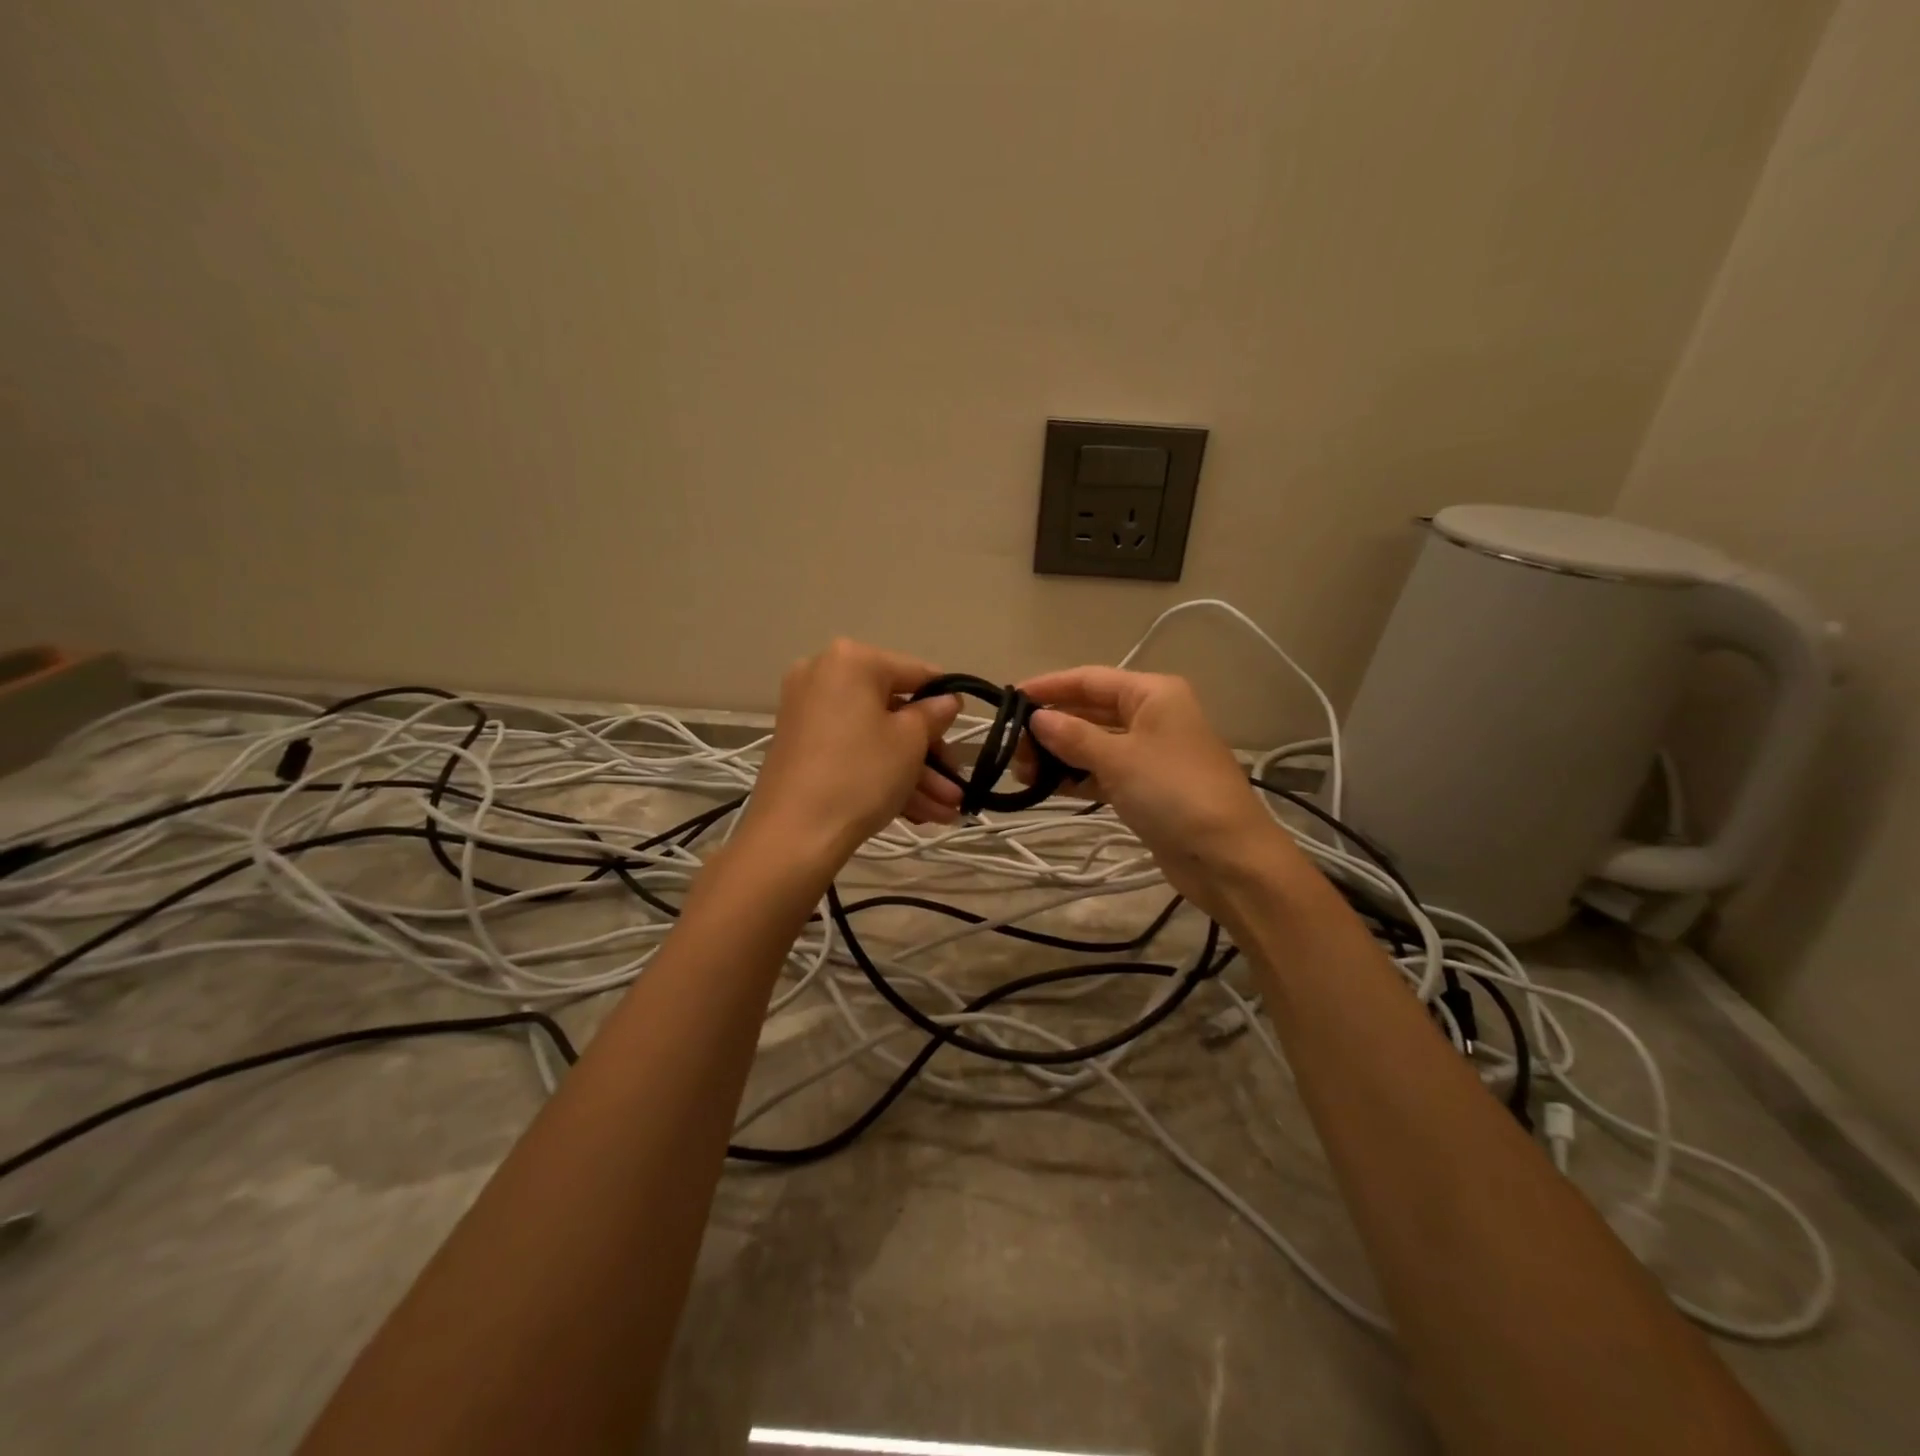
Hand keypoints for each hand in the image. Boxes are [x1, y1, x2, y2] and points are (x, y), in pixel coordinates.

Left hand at [745, 639, 962, 862]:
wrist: (793, 834)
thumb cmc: (860, 773)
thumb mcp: (910, 741)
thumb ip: (934, 714)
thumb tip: (946, 700)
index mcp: (851, 661)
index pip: (915, 672)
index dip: (946, 701)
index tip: (966, 727)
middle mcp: (824, 677)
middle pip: (893, 710)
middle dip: (930, 753)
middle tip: (956, 784)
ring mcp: (808, 714)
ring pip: (875, 738)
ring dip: (915, 774)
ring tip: (948, 812)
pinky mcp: (802, 749)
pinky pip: (854, 752)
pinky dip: (884, 776)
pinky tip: (921, 814)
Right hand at [1018, 666, 1299, 917]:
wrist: (1228, 857)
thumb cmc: (1174, 792)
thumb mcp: (1119, 758)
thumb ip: (1073, 736)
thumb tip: (1037, 718)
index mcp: (1153, 694)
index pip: (1090, 679)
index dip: (1049, 686)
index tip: (1010, 699)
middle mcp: (1152, 716)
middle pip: (1090, 712)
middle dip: (1051, 728)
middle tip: (1014, 750)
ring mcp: (1149, 754)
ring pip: (1093, 744)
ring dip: (1059, 755)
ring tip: (1024, 773)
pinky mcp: (1145, 788)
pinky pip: (1102, 772)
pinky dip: (1076, 777)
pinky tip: (1046, 787)